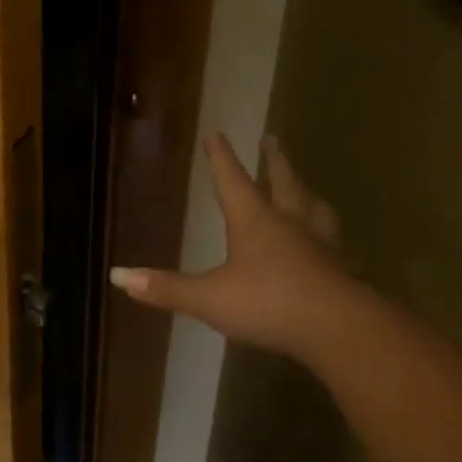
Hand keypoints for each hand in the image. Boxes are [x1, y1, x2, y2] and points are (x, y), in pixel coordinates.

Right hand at [110, 133, 353, 359]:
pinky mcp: (344, 272)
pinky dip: (332, 242)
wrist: (339, 328)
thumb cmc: (268, 302)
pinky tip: (336, 251)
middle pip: (284, 183)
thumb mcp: (209, 297)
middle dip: (275, 161)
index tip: (217, 133)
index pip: (233, 180)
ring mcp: (322, 247)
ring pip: (317, 210)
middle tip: (272, 139)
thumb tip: (116, 275)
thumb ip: (166, 288)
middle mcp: (291, 225)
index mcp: (255, 221)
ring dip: (308, 195)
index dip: (221, 157)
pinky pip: (338, 248)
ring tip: (308, 190)